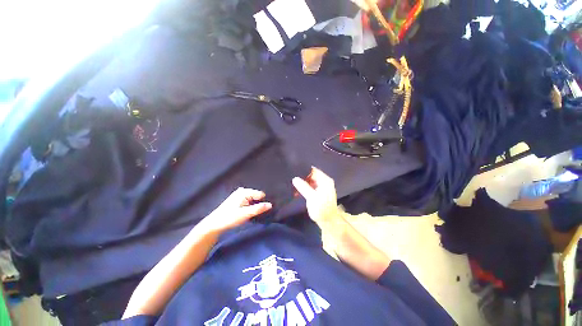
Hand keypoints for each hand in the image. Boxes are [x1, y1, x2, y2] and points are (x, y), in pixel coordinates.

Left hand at [201, 188, 271, 233]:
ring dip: (254, 205)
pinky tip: (247, 212)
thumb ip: (259, 208)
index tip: (263, 210)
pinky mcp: (237, 198)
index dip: (263, 202)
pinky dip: (250, 205)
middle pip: (257, 196)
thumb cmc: (230, 218)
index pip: (261, 194)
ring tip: (252, 213)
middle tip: (256, 213)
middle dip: (258, 203)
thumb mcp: (246, 214)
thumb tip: (270, 204)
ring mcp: (239, 194)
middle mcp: (242, 190)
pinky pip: (248, 200)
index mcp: (244, 192)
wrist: (215, 224)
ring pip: (253, 199)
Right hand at [292, 167, 339, 226]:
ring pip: (310, 181)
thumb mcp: (311, 197)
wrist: (328, 221)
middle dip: (302, 177)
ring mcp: (322, 187)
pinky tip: (297, 191)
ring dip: (302, 183)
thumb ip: (303, 187)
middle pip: (311, 175)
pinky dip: (304, 188)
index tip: (293, 171)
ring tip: (292, 186)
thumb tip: (295, 178)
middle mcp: (324, 181)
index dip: (304, 170)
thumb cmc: (321, 209)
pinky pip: (310, 186)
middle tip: (291, 178)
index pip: (313, 170)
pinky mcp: (319, 192)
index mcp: (325, 180)